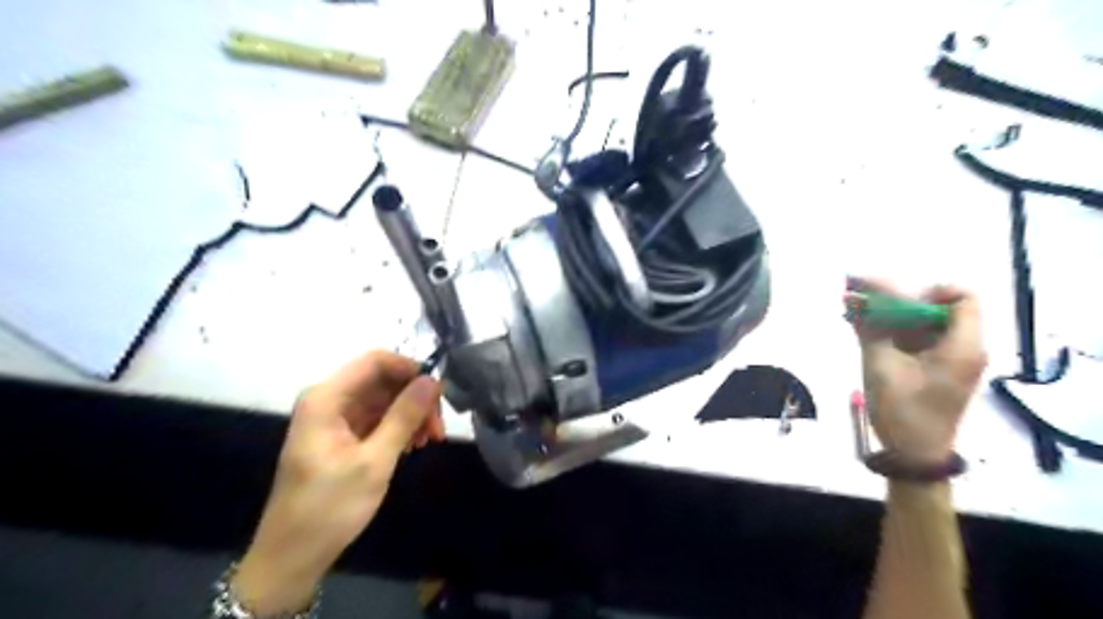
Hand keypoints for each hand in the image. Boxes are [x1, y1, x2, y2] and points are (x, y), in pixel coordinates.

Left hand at [232, 350, 442, 616]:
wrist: (292, 556)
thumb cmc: (329, 507)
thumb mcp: (374, 461)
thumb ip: (404, 416)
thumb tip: (432, 380)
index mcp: (326, 398)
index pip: (375, 361)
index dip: (410, 369)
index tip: (438, 392)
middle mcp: (329, 400)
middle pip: (382, 381)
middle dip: (414, 398)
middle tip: (439, 426)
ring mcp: (334, 418)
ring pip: (383, 400)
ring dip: (410, 415)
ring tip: (430, 441)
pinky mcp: (341, 436)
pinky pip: (376, 418)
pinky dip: (398, 428)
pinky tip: (412, 447)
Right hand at [847, 277, 985, 464]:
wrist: (912, 454)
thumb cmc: (903, 410)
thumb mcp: (881, 365)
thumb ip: (870, 328)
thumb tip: (856, 296)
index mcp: (960, 346)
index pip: (961, 298)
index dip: (929, 291)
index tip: (895, 299)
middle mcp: (960, 348)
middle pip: (933, 308)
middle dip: (894, 299)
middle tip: (858, 294)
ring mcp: (946, 360)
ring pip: (919, 323)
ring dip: (886, 314)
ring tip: (852, 307)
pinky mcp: (931, 370)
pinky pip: (913, 340)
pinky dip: (888, 330)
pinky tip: (859, 325)